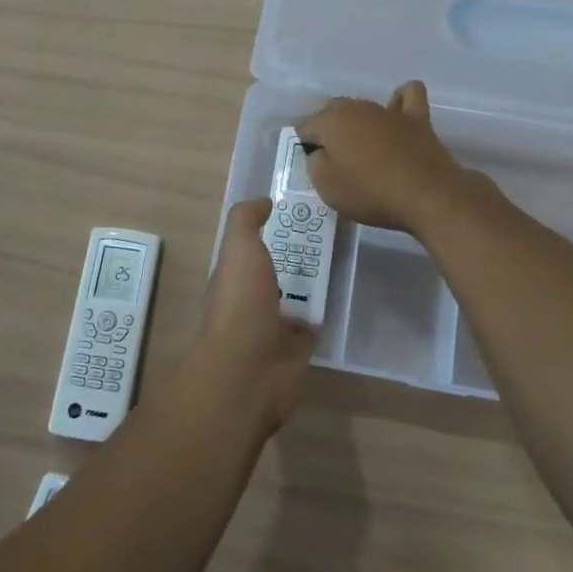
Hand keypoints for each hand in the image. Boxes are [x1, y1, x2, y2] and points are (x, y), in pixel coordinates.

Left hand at [187, 199, 317, 435]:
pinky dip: (320, 319)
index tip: (297, 214)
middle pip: (274, 274)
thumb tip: (263, 201)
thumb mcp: (239, 248)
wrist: (249, 370)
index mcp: (234, 277)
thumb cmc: (241, 303)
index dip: (269, 232)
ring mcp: (273, 329)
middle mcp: (250, 301)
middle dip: (293, 259)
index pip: (251, 250)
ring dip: (308, 289)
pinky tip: (338, 301)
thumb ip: (246, 220)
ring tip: (337, 263)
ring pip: (293, 302)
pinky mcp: (296, 353)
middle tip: (327, 236)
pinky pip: (311, 330)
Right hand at [296, 81, 482, 233]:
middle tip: (332, 160)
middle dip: (327, 130)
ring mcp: (388, 111)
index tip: (310, 166)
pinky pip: (407, 96)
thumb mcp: (327, 188)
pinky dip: (400, 101)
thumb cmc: (371, 192)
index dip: (303, 146)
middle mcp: (357, 108)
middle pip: (332, 111)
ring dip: (356, 121)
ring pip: (363, 106)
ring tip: (360, 147)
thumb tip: (319, 153)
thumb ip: (314, 164)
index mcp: (331, 122)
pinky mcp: (417, 118)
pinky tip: (396, 114)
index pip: (305, 127)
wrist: (427, 195)